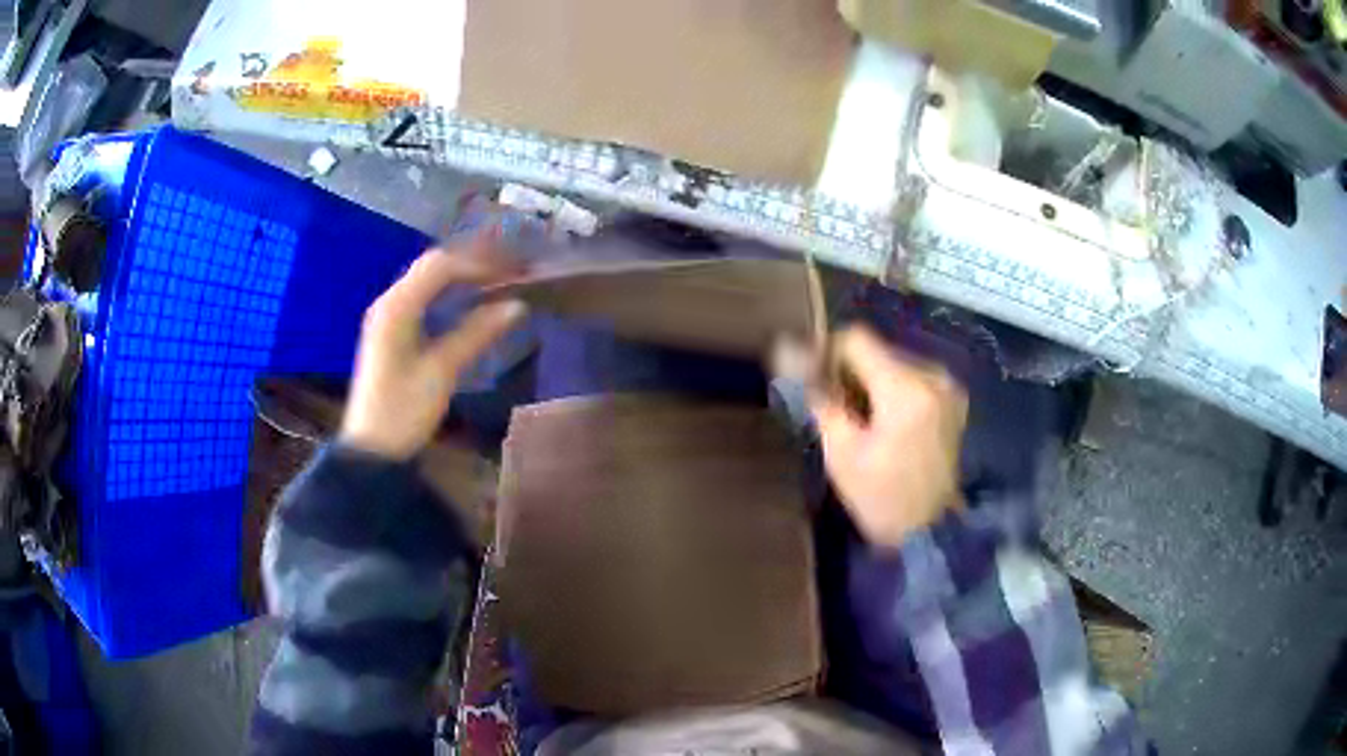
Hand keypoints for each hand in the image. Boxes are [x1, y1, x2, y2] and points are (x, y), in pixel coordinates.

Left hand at [339, 234, 525, 460]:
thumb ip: (477, 333)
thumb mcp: (443, 371)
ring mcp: (386, 316)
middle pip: (431, 267)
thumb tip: (517, 306)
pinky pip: (420, 298)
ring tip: (493, 284)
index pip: (440, 266)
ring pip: (425, 281)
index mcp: (397, 307)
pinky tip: (466, 305)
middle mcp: (388, 302)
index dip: (476, 264)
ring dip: (458, 278)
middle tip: (506, 274)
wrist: (372, 449)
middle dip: (469, 265)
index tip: (510, 274)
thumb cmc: (404, 411)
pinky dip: (446, 294)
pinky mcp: (389, 332)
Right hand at [810, 326, 967, 546]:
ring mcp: (947, 387)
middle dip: (850, 372)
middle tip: (831, 406)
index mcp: (905, 388)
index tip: (813, 380)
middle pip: (878, 350)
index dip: (827, 353)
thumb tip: (790, 356)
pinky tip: (882, 421)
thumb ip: (820, 398)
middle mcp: (932, 376)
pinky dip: (892, 391)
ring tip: (857, 417)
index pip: (857, 340)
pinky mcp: (952, 399)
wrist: (932, 530)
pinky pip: (913, 378)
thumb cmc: (882, 498)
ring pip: (894, 363)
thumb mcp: (841, 452)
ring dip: (871, 381)